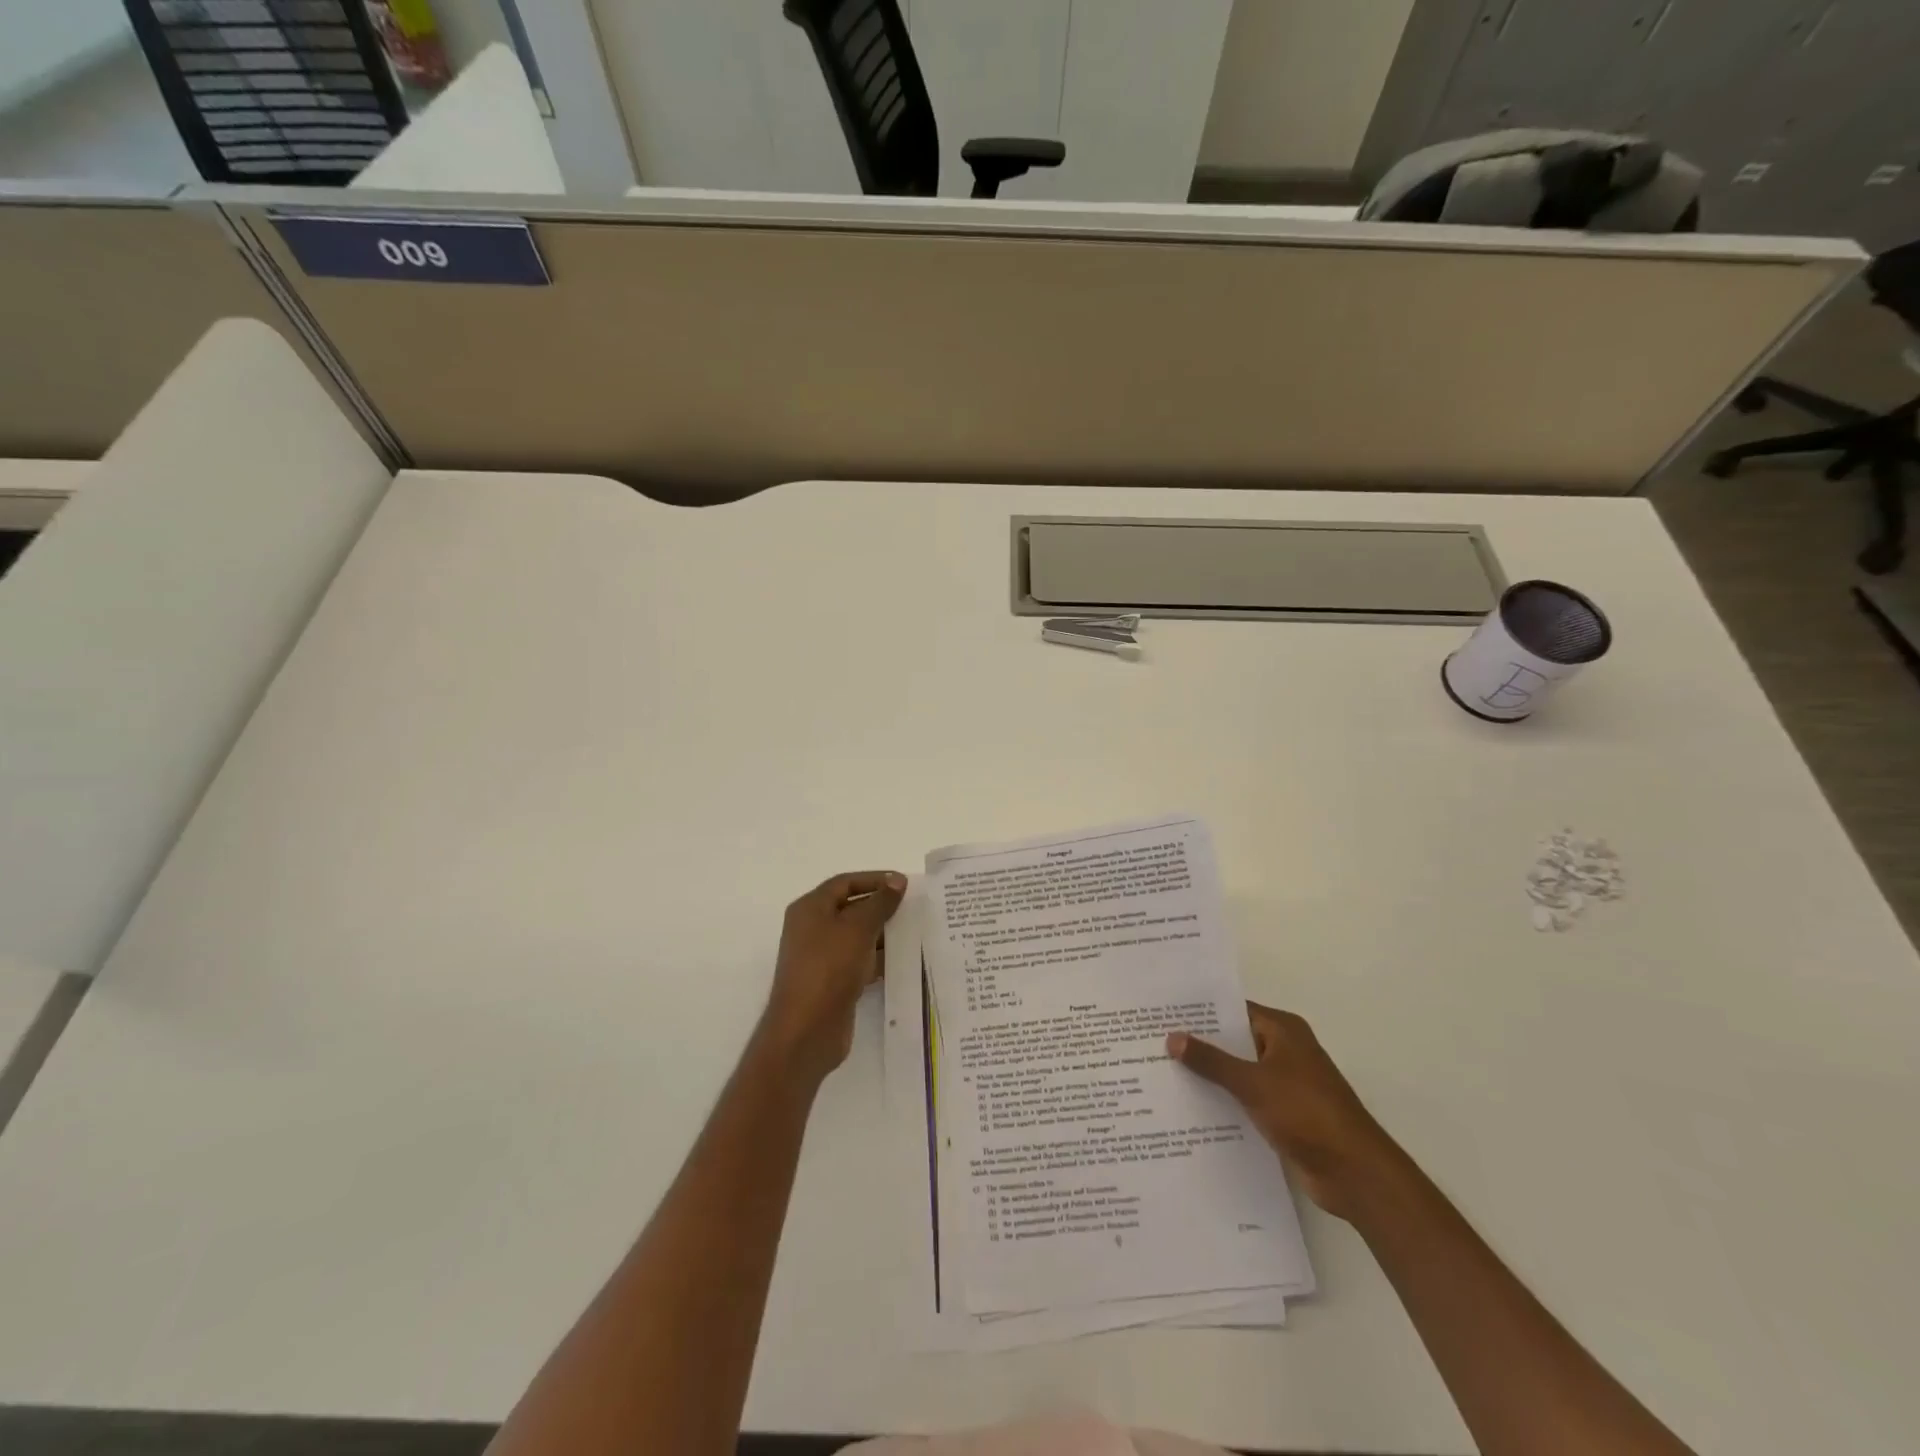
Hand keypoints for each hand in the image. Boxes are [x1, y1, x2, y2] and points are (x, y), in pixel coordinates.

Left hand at [759, 871, 906, 1081]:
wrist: (807, 1030)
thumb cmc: (829, 967)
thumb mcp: (858, 928)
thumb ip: (880, 902)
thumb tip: (897, 880)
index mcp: (810, 908)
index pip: (845, 883)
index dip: (874, 879)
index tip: (904, 884)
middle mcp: (812, 929)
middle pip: (851, 908)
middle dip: (882, 907)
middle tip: (914, 908)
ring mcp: (821, 957)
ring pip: (857, 937)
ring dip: (883, 934)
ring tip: (915, 933)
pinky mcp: (832, 982)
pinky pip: (859, 961)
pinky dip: (878, 959)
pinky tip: (902, 961)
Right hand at [1167, 1003, 1406, 1220]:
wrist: (1355, 1173)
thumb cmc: (1307, 1113)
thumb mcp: (1253, 1083)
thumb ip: (1211, 1061)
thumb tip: (1171, 1037)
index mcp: (1283, 1031)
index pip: (1234, 1010)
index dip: (1200, 1011)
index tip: (1163, 1011)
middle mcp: (1284, 1050)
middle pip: (1234, 1040)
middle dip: (1199, 1043)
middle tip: (1153, 1041)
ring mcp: (1285, 1084)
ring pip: (1238, 1071)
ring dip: (1209, 1075)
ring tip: (1162, 1071)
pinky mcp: (1284, 1114)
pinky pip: (1245, 1098)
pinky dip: (1224, 1100)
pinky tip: (1190, 1107)